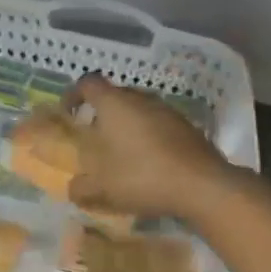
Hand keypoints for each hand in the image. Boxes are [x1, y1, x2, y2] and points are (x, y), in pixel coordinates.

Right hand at [65, 73, 237, 222]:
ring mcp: (167, 110)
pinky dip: (148, 137)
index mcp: (114, 104)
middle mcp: (140, 99)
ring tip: (120, 154)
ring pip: (138, 110)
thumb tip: (73, 188)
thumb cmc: (142, 177)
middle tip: (93, 138)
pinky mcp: (186, 126)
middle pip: (114, 95)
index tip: (68, 113)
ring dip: (126, 126)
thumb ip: (81, 187)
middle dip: (100, 113)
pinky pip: (158, 124)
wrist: (202, 185)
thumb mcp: (101, 188)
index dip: (73, 94)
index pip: (87, 83)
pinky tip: (148, 164)